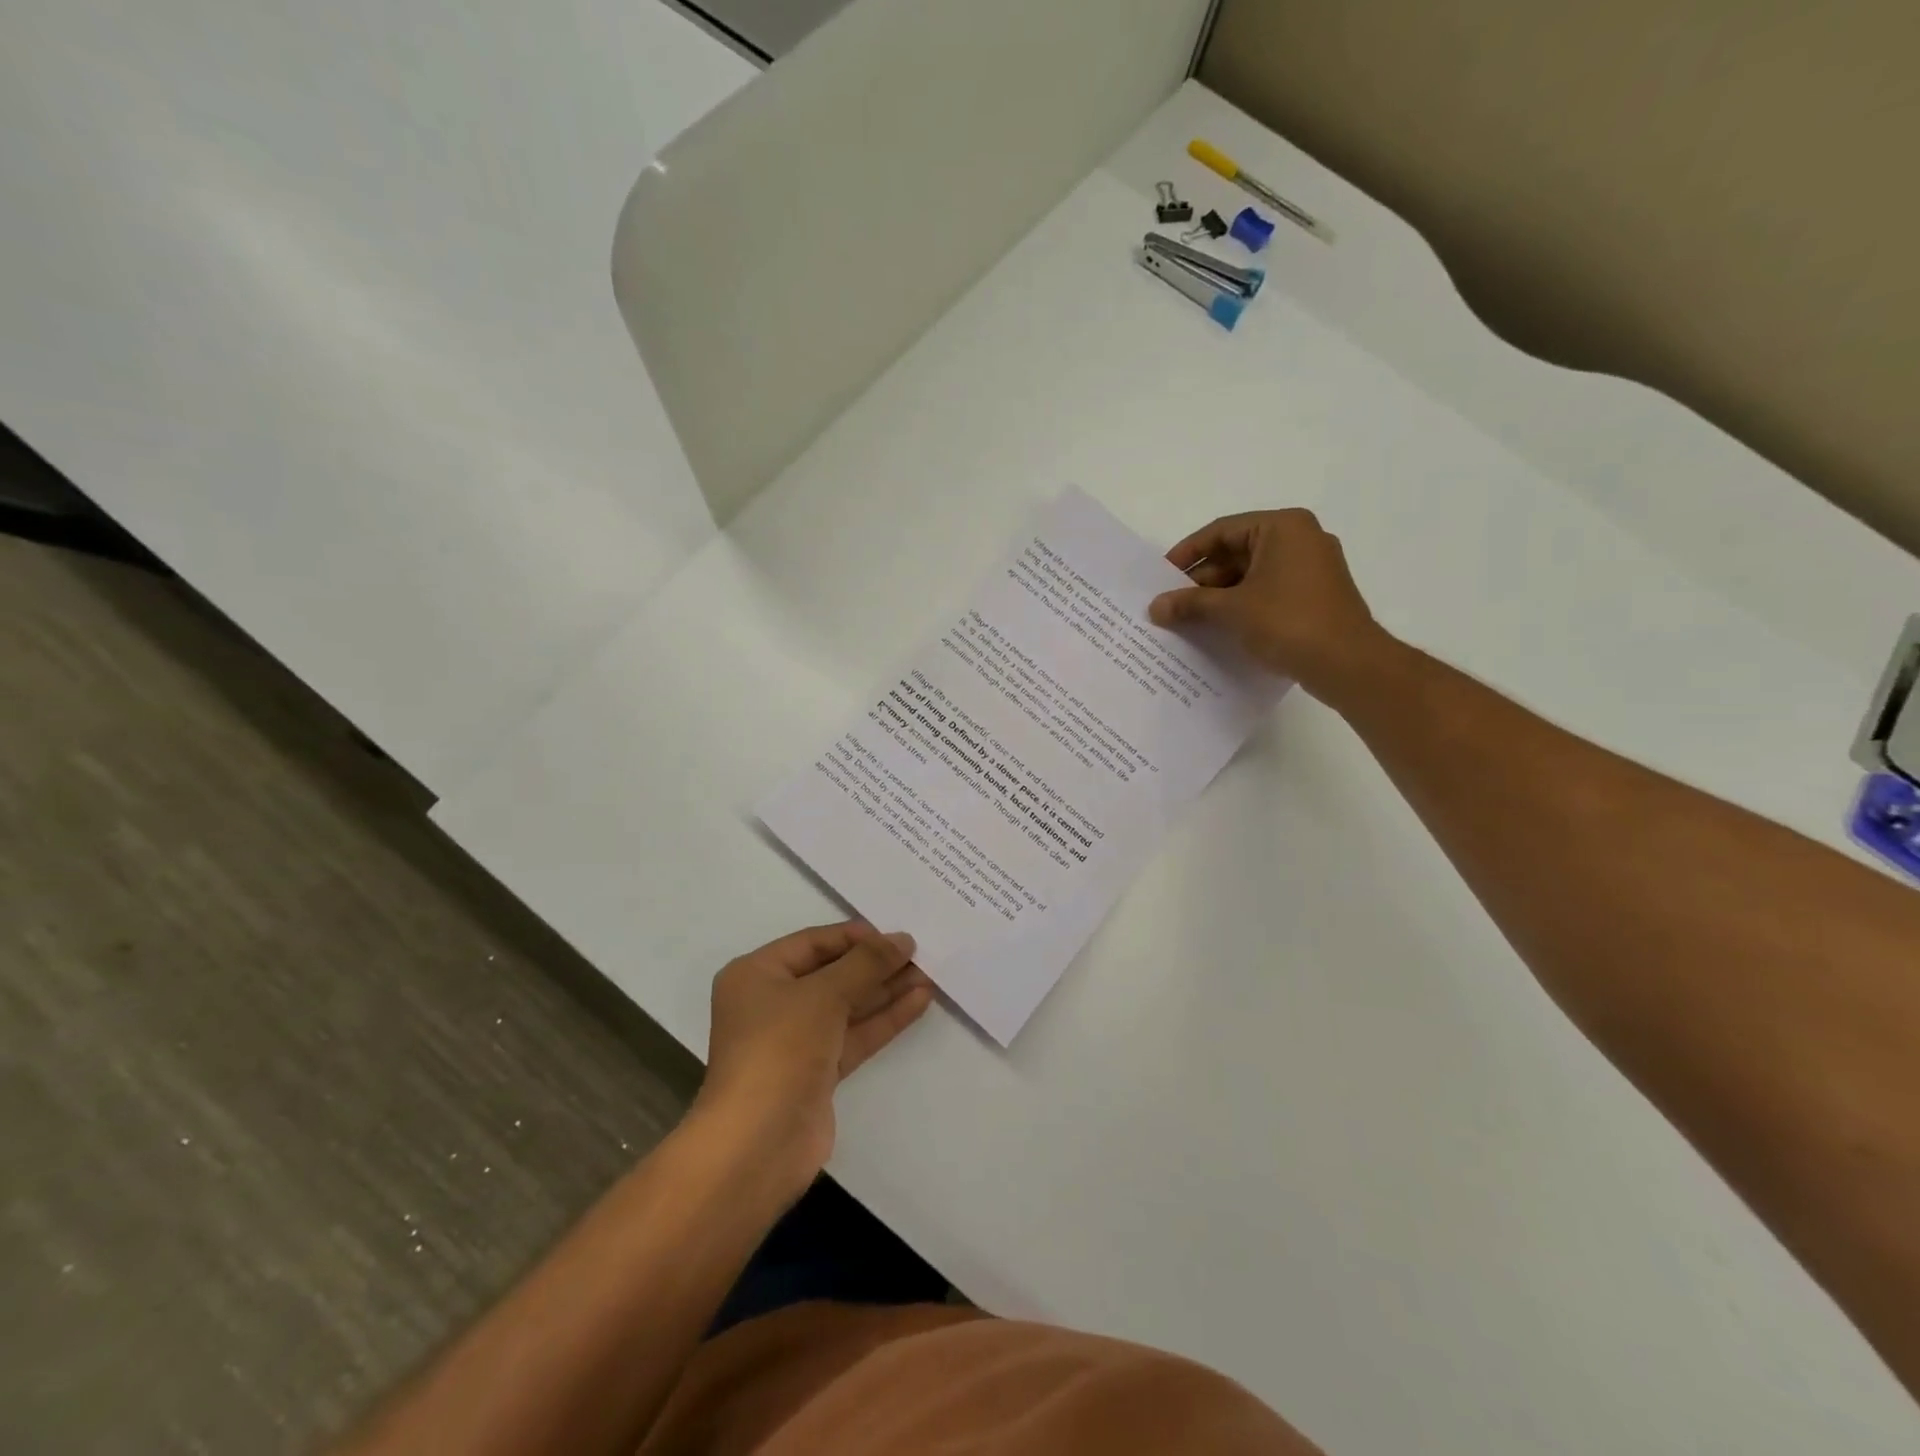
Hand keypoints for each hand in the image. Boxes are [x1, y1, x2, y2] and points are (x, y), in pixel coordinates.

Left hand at [697, 922, 933, 1189]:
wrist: (758, 1144)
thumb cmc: (780, 1049)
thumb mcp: (823, 995)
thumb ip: (866, 963)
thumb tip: (902, 940)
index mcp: (757, 974)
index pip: (813, 942)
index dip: (855, 936)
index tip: (896, 934)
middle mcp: (773, 1003)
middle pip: (832, 973)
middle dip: (875, 964)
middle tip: (920, 953)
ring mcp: (796, 1040)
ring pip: (848, 1005)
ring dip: (886, 990)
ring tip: (928, 974)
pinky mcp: (818, 1071)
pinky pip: (855, 1034)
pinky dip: (884, 1018)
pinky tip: (919, 1001)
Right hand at [1147, 508, 1395, 702]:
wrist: (1347, 663)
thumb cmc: (1288, 621)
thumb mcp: (1231, 609)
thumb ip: (1190, 603)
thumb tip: (1154, 607)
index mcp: (1282, 527)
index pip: (1222, 531)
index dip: (1187, 553)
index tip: (1161, 577)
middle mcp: (1300, 539)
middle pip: (1236, 552)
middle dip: (1201, 580)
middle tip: (1171, 604)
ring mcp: (1311, 568)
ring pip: (1251, 575)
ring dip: (1218, 597)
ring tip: (1187, 620)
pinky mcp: (1314, 596)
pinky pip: (1267, 592)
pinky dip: (1241, 606)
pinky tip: (1216, 629)